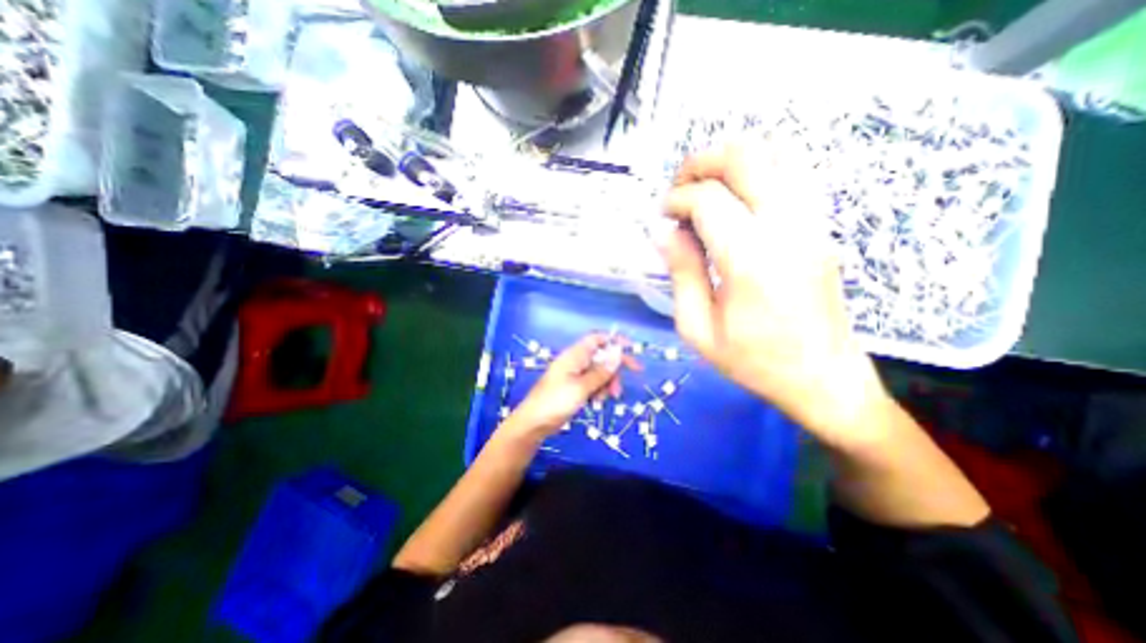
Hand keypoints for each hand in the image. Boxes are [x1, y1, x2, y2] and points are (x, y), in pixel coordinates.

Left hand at [503, 336, 639, 442]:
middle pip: (601, 358)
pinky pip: (592, 384)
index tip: (631, 349)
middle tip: (619, 389)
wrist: (534, 423)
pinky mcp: (574, 387)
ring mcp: (574, 375)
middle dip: (612, 371)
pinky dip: (597, 391)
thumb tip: (618, 355)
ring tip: (603, 399)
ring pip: (599, 373)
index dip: (614, 340)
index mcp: (575, 355)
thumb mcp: (581, 387)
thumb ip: (601, 372)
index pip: (597, 339)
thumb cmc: (555, 402)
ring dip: (606, 384)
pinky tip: (595, 403)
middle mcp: (576, 362)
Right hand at [659, 144, 888, 446]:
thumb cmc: (753, 361)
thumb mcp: (698, 329)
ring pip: (775, 152)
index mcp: (751, 260)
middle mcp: (787, 228)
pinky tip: (736, 196)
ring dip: (730, 160)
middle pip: (745, 157)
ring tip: (704, 187)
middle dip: (701, 163)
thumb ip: (681, 273)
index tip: (662, 217)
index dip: (676, 200)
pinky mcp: (821, 226)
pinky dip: (758, 168)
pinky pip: (793, 171)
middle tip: (679, 190)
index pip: (708, 200)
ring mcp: (812, 222)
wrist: (823, 378)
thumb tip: (664, 230)